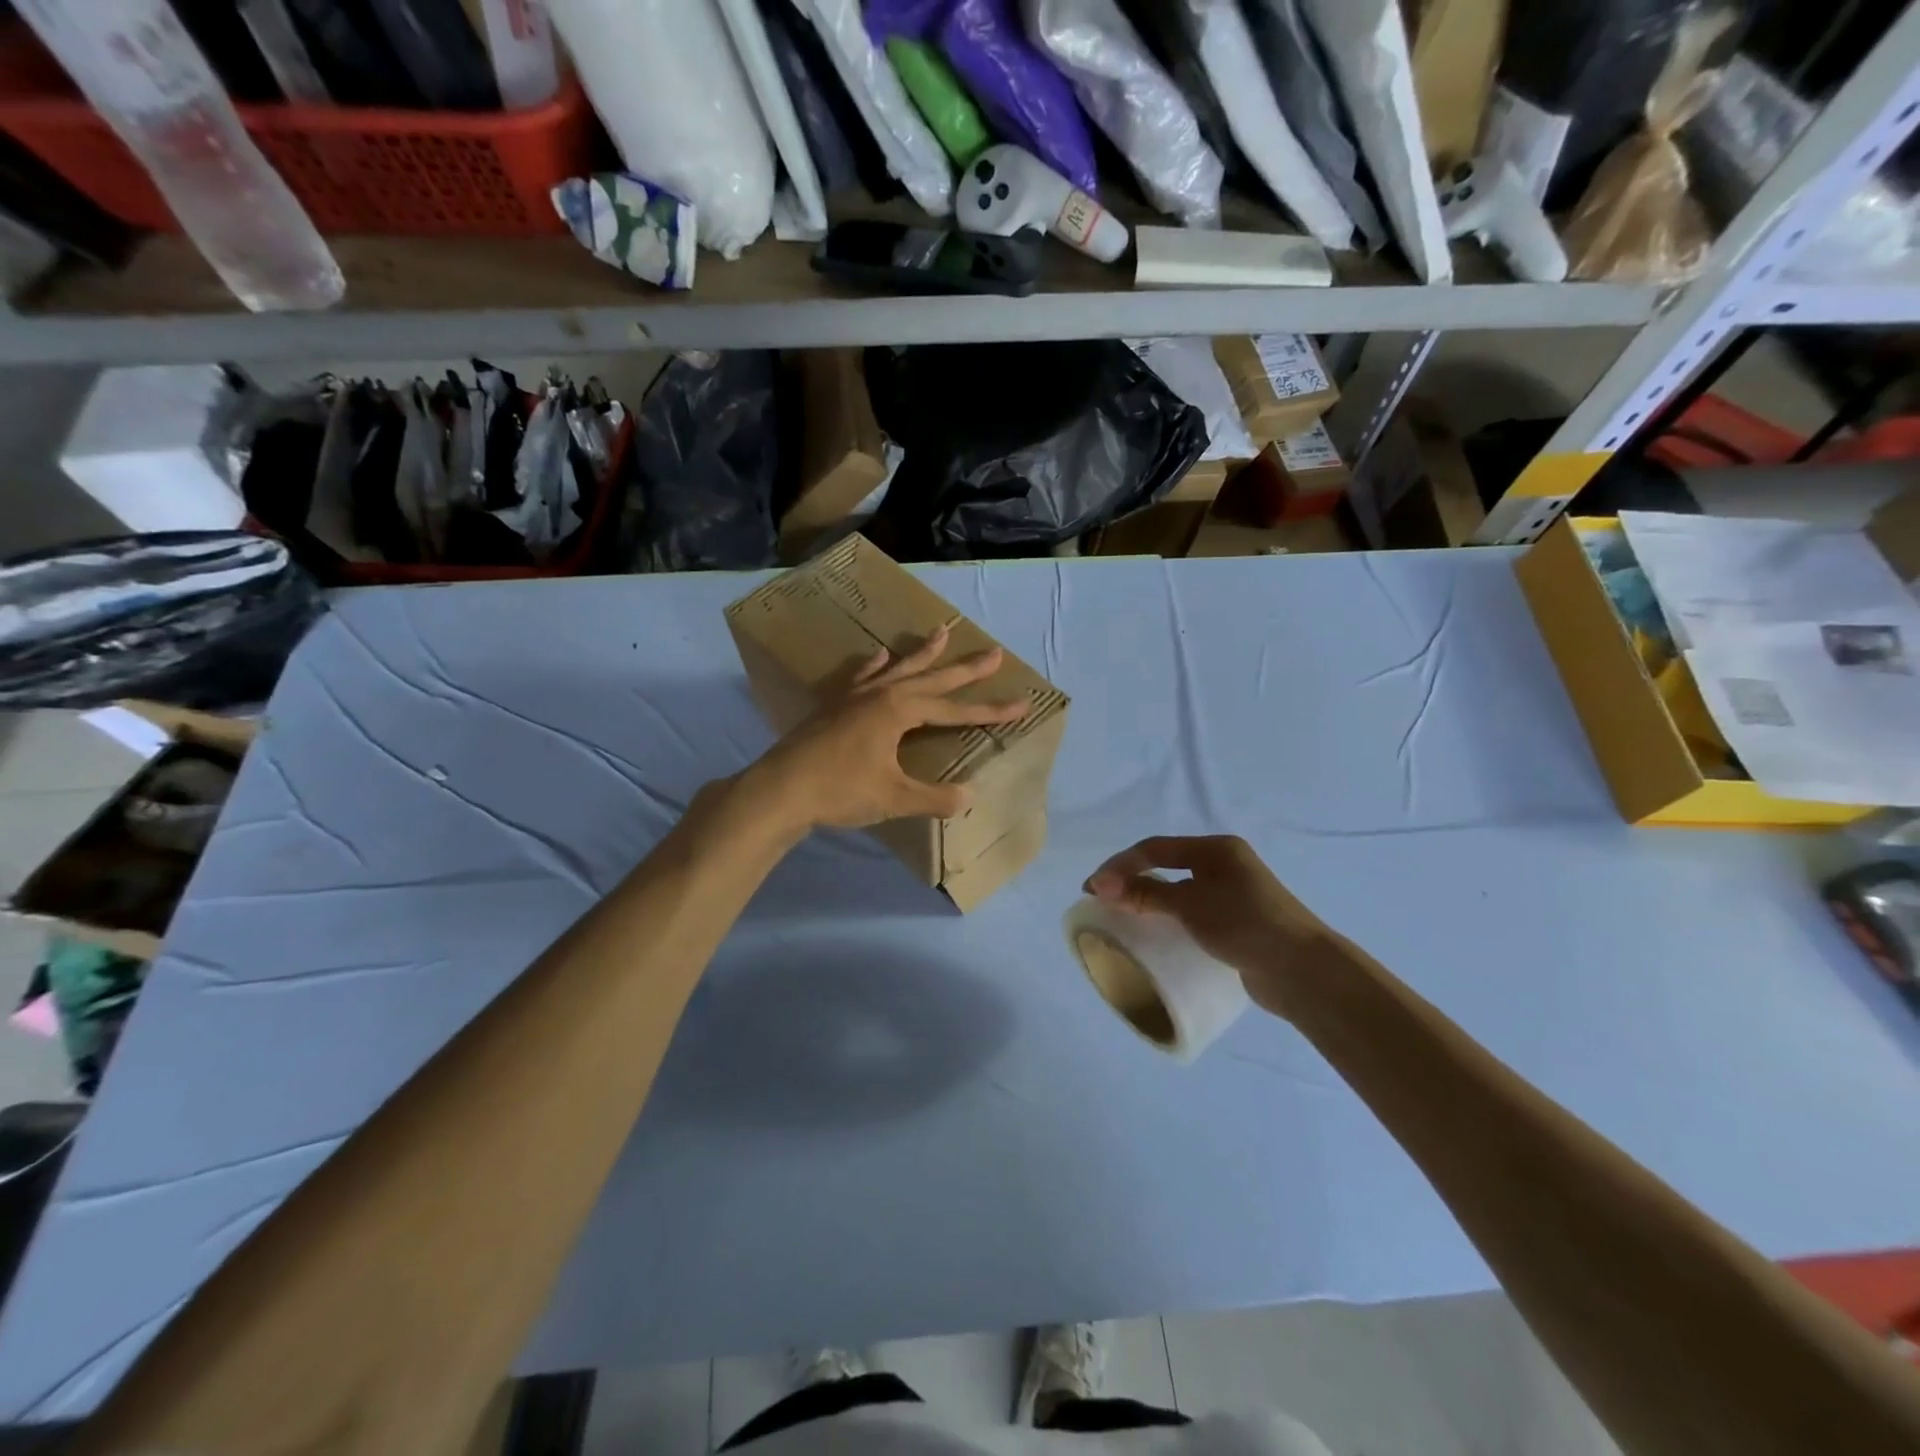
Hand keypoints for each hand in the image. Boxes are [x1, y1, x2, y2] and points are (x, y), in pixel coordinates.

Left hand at [752, 625, 1029, 832]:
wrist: (780, 789)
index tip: (1022, 705)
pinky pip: (860, 677)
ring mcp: (854, 696)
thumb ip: (934, 797)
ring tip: (941, 633)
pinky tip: (879, 655)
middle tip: (993, 652)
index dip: (990, 710)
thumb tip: (968, 796)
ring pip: (898, 668)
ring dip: (922, 653)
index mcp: (900, 711)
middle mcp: (881, 694)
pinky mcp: (834, 706)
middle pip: (932, 678)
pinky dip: (874, 665)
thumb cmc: (840, 790)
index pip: (955, 709)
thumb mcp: (894, 798)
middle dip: (965, 668)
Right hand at [1086, 836, 1327, 1016]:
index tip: (1092, 888)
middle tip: (1101, 899)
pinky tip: (1157, 930)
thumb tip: (1101, 884)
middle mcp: (1225, 865)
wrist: (1302, 970)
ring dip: (1149, 898)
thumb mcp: (1190, 905)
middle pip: (1166, 865)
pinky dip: (1169, 915)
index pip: (1156, 848)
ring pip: (1179, 889)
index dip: (1120, 865)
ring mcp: (1233, 894)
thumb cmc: (1244, 924)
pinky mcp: (1236, 922)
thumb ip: (1146, 893)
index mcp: (1216, 849)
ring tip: (1122, 914)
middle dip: (1131, 878)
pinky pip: (1192, 911)